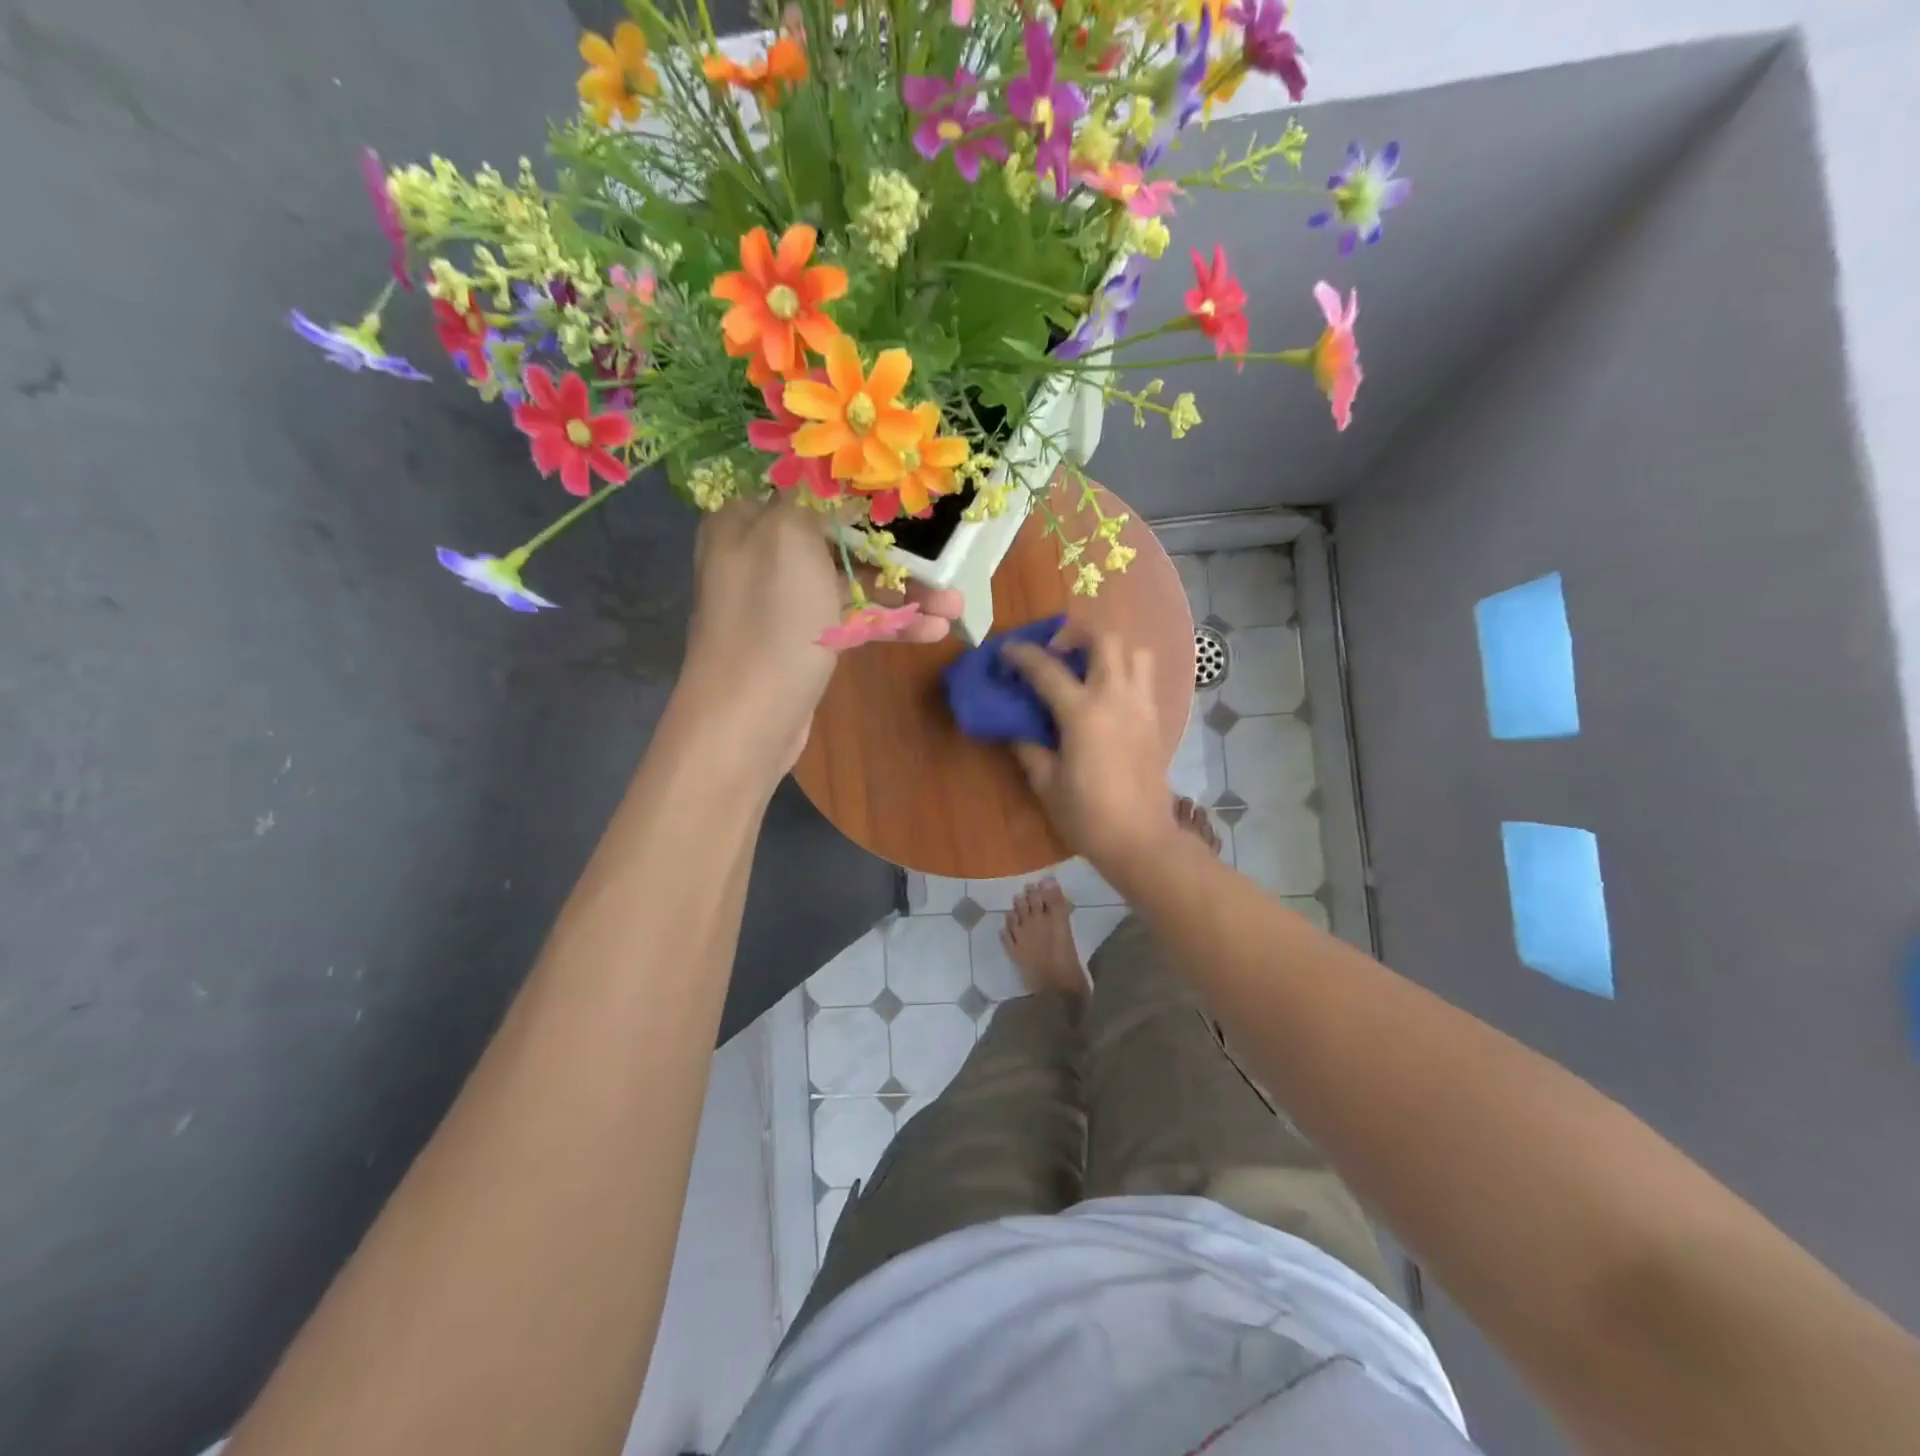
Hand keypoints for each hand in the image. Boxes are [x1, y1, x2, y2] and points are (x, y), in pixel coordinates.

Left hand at [678, 496, 959, 771]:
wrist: (749, 720)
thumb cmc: (772, 619)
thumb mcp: (790, 538)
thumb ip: (814, 495)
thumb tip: (830, 467)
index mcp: (747, 520)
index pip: (807, 488)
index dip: (858, 488)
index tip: (905, 491)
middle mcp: (762, 555)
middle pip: (839, 537)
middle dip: (896, 550)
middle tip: (945, 557)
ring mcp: (785, 603)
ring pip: (851, 584)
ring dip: (904, 594)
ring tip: (955, 606)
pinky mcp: (805, 641)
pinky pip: (851, 620)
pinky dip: (889, 624)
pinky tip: (932, 632)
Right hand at [1004, 626, 1178, 875]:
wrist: (1140, 840)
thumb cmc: (1087, 815)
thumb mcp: (1046, 783)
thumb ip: (1029, 748)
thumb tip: (1016, 727)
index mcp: (1083, 712)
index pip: (1047, 669)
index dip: (1022, 655)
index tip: (1007, 651)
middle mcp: (1116, 697)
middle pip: (1104, 639)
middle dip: (1076, 633)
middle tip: (1056, 652)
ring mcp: (1141, 706)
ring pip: (1135, 652)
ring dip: (1110, 650)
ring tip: (1089, 669)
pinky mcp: (1156, 720)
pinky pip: (1145, 679)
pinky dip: (1126, 672)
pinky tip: (1108, 697)